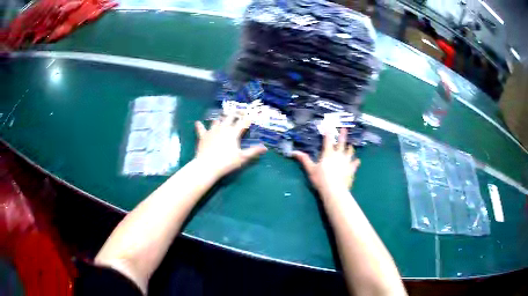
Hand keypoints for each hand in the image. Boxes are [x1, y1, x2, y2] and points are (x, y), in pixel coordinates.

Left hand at [194, 115, 266, 178]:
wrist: (207, 165)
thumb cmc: (226, 162)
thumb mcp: (242, 158)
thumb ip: (253, 151)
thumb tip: (265, 148)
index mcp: (233, 132)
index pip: (243, 123)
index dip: (248, 118)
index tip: (252, 115)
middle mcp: (223, 128)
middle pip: (229, 118)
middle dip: (235, 114)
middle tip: (238, 111)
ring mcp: (212, 131)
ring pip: (216, 121)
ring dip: (220, 119)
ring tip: (222, 118)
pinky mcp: (203, 135)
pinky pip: (201, 128)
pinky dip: (200, 125)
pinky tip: (198, 123)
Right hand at [292, 128, 360, 196]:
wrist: (334, 190)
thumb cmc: (321, 179)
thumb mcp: (310, 169)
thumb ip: (304, 160)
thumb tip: (294, 152)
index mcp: (328, 153)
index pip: (328, 140)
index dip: (328, 133)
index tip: (329, 126)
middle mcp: (339, 155)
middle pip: (342, 143)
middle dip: (343, 135)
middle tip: (344, 128)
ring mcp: (347, 162)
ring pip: (350, 152)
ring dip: (350, 148)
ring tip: (351, 145)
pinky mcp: (351, 169)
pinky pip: (355, 164)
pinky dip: (356, 161)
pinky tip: (357, 160)